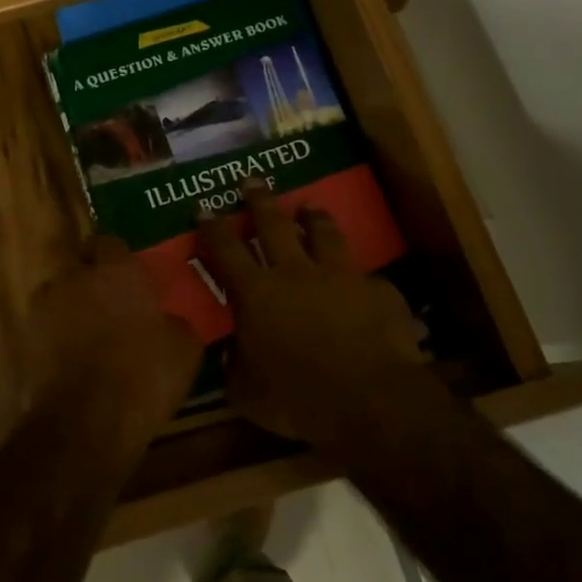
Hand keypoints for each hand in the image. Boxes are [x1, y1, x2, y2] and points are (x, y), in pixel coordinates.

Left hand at [26, 236, 202, 432]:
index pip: (110, 242)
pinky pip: (44, 326)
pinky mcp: (25, 337)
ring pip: (59, 293)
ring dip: (71, 306)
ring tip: (88, 334)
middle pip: (80, 264)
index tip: (132, 278)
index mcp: (116, 269)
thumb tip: (171, 320)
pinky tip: (71, 360)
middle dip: (92, 278)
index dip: (119, 258)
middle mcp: (75, 276)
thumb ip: (176, 322)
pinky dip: (55, 336)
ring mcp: (45, 305)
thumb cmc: (142, 376)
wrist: (85, 422)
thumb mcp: (185, 350)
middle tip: (112, 304)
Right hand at [196, 181, 427, 446]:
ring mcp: (339, 276)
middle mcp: (295, 272)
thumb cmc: (298, 398)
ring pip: (323, 234)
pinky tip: (363, 282)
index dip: (212, 227)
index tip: (204, 208)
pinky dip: (360, 277)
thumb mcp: (247, 393)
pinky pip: (366, 276)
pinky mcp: (377, 290)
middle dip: (259, 201)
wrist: (371, 400)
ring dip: (313, 218)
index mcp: (256, 293)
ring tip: (309, 206)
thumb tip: (230, 353)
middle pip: (273, 224)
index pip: (225, 249)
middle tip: (252, 181)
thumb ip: (234, 367)